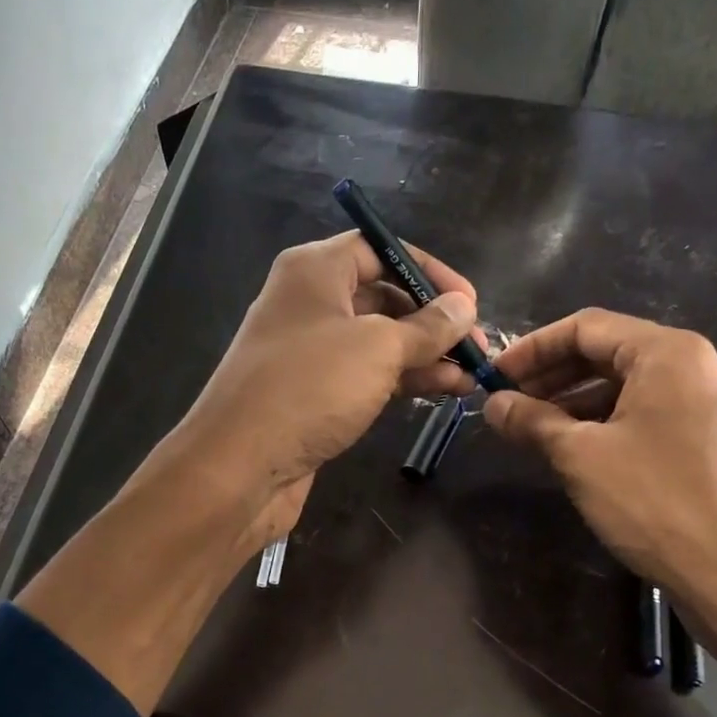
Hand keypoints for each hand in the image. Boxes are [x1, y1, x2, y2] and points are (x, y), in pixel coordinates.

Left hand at [162, 230, 481, 536]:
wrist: (239, 466)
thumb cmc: (310, 388)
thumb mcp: (379, 349)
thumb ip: (428, 327)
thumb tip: (465, 307)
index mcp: (315, 270)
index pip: (382, 249)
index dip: (429, 272)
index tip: (470, 302)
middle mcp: (310, 302)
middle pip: (383, 297)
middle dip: (432, 320)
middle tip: (476, 347)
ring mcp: (310, 351)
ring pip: (378, 341)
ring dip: (425, 356)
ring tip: (471, 375)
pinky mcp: (313, 394)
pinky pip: (366, 375)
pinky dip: (402, 380)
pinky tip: (443, 391)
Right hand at [484, 309, 716, 690]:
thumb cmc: (654, 503)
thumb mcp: (580, 456)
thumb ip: (533, 421)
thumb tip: (493, 404)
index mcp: (669, 353)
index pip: (586, 327)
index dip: (532, 348)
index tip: (495, 377)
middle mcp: (695, 366)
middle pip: (608, 353)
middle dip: (552, 376)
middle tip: (509, 405)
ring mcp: (708, 404)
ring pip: (627, 387)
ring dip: (575, 403)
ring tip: (535, 432)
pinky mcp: (711, 440)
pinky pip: (648, 414)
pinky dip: (606, 423)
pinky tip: (577, 452)